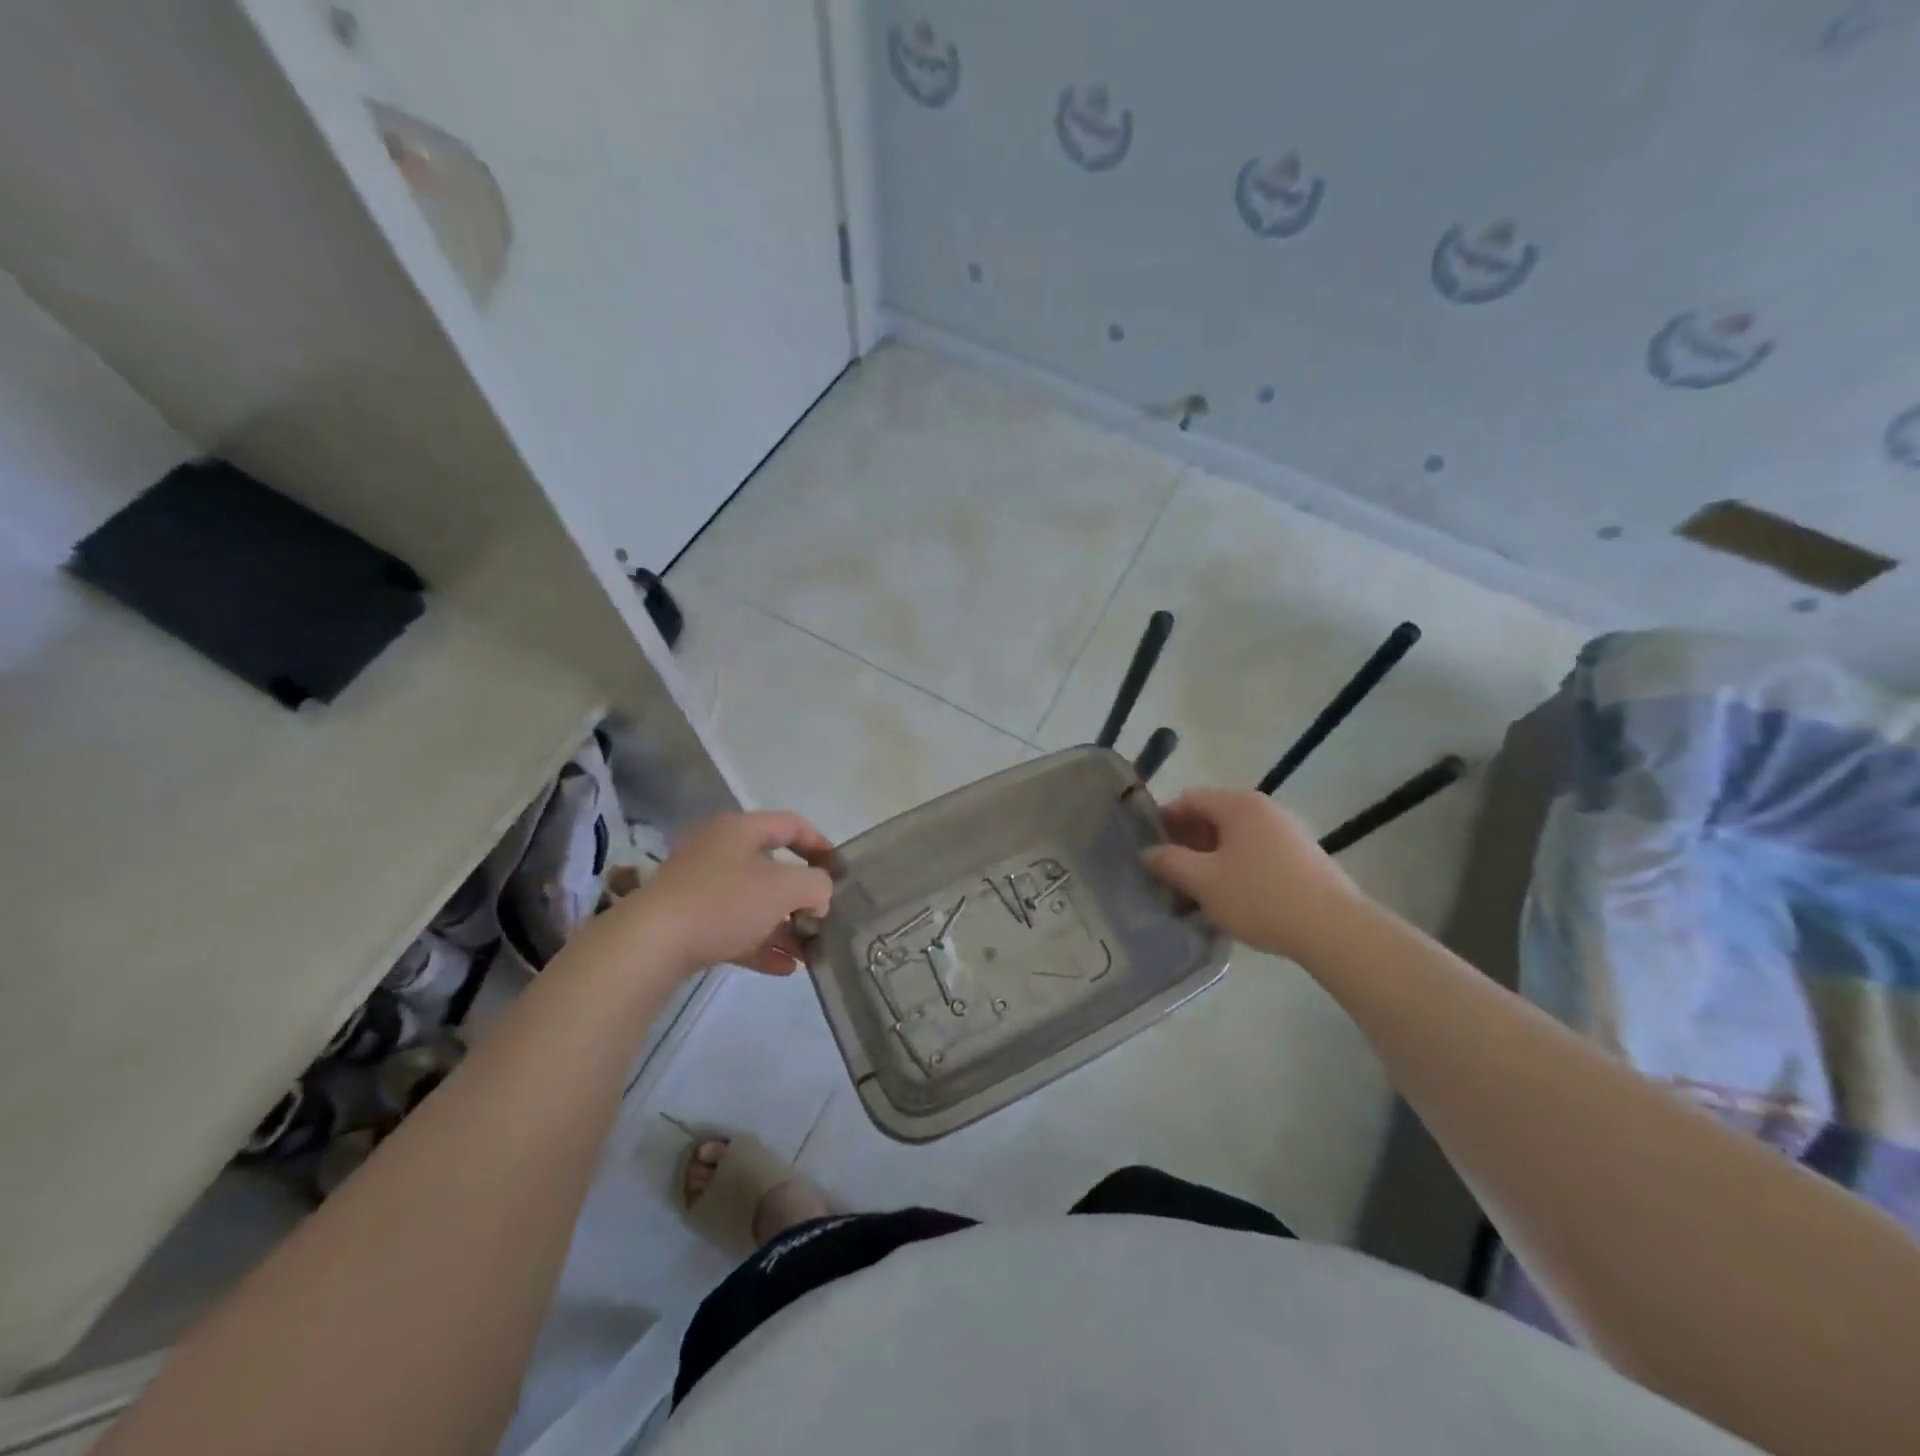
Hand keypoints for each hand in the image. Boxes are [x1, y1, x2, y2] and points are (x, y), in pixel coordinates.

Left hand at [575, 811, 834, 979]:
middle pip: (774, 867)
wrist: (650, 944)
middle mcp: (720, 851)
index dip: (821, 845)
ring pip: (755, 901)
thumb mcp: (785, 888)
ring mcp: (701, 886)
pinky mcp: (689, 920)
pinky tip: (785, 968)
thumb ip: (816, 886)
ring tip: (810, 952)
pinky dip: (761, 944)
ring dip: (785, 926)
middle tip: (824, 918)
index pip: (792, 824)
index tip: (840, 873)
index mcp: (741, 830)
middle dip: (803, 896)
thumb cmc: (724, 902)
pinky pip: (735, 927)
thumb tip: (818, 897)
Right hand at [1142, 788, 1361, 962]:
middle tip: (1168, 872)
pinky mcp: (1302, 856)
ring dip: (1210, 856)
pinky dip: (1236, 865)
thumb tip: (1149, 852)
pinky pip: (1256, 851)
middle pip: (1212, 815)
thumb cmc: (1259, 897)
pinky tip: (1231, 896)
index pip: (1188, 799)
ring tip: (1196, 888)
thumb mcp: (1203, 882)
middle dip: (1186, 841)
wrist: (1333, 929)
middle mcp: (1264, 808)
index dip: (1163, 820)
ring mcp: (1287, 831)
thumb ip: (1170, 862)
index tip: (1149, 848)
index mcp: (1238, 805)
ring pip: (1234, 836)